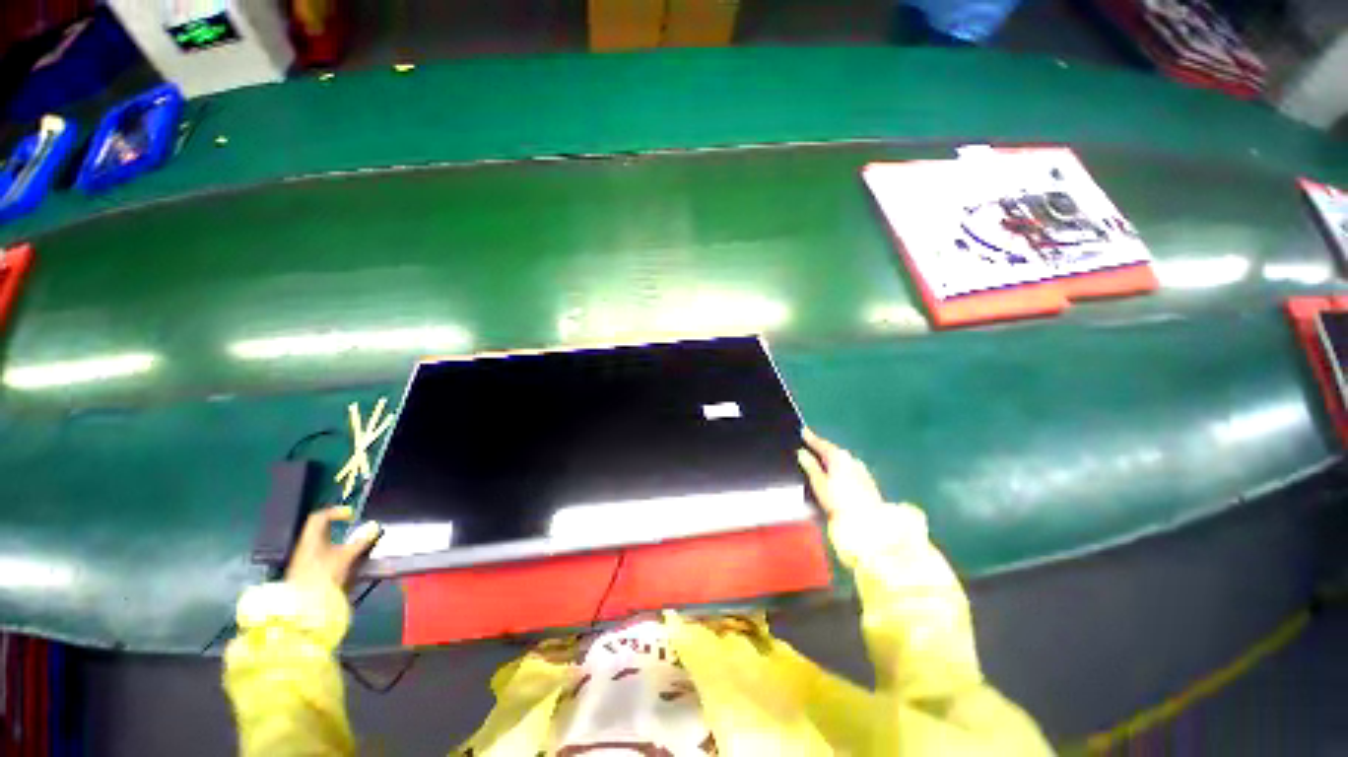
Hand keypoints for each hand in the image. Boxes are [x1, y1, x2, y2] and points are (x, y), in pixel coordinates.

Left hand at [284, 506, 381, 591]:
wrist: (303, 605)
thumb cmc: (323, 576)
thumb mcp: (346, 557)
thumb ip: (361, 542)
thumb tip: (375, 527)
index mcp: (311, 539)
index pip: (319, 517)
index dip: (336, 512)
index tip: (351, 516)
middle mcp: (305, 546)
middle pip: (319, 529)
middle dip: (337, 526)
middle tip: (352, 526)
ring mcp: (304, 559)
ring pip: (320, 542)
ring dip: (336, 539)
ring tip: (351, 543)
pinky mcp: (306, 570)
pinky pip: (320, 552)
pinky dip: (332, 550)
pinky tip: (343, 558)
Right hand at [797, 429, 886, 519]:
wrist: (869, 521)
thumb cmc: (839, 502)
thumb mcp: (819, 484)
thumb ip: (810, 466)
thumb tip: (802, 453)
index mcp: (838, 457)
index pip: (821, 443)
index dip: (811, 437)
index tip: (803, 430)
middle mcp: (850, 459)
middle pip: (832, 450)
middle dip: (821, 449)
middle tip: (810, 446)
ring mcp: (860, 469)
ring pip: (842, 460)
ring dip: (831, 459)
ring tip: (821, 461)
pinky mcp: (867, 481)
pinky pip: (849, 468)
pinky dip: (840, 468)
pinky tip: (836, 475)